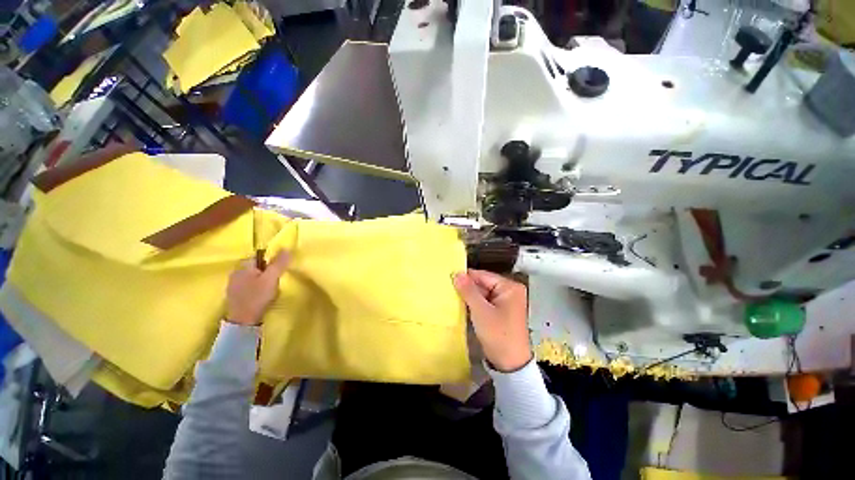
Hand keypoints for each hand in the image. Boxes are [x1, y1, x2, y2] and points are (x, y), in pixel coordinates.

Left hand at [226, 251, 289, 325]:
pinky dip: (255, 288)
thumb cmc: (257, 296)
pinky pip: (248, 285)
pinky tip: (260, 296)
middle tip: (275, 280)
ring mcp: (232, 284)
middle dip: (266, 271)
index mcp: (243, 266)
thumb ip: (279, 263)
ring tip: (269, 289)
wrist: (243, 321)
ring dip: (261, 280)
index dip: (270, 261)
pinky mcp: (234, 295)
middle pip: (256, 266)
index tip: (277, 270)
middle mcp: (235, 272)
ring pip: (252, 276)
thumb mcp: (272, 278)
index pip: (259, 256)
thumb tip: (287, 248)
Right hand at [453, 269, 531, 371]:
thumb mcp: (481, 311)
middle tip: (447, 287)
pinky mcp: (500, 311)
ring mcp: (505, 302)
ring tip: (451, 294)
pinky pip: (484, 302)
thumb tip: (456, 273)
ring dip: (469, 295)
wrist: (510, 364)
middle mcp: (509, 291)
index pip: (483, 275)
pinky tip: (461, 304)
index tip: (448, 276)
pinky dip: (474, 303)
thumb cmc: (498, 334)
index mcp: (509, 287)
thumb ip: (468, 291)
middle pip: (483, 283)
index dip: (466, 276)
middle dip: (467, 287)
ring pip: (482, 293)